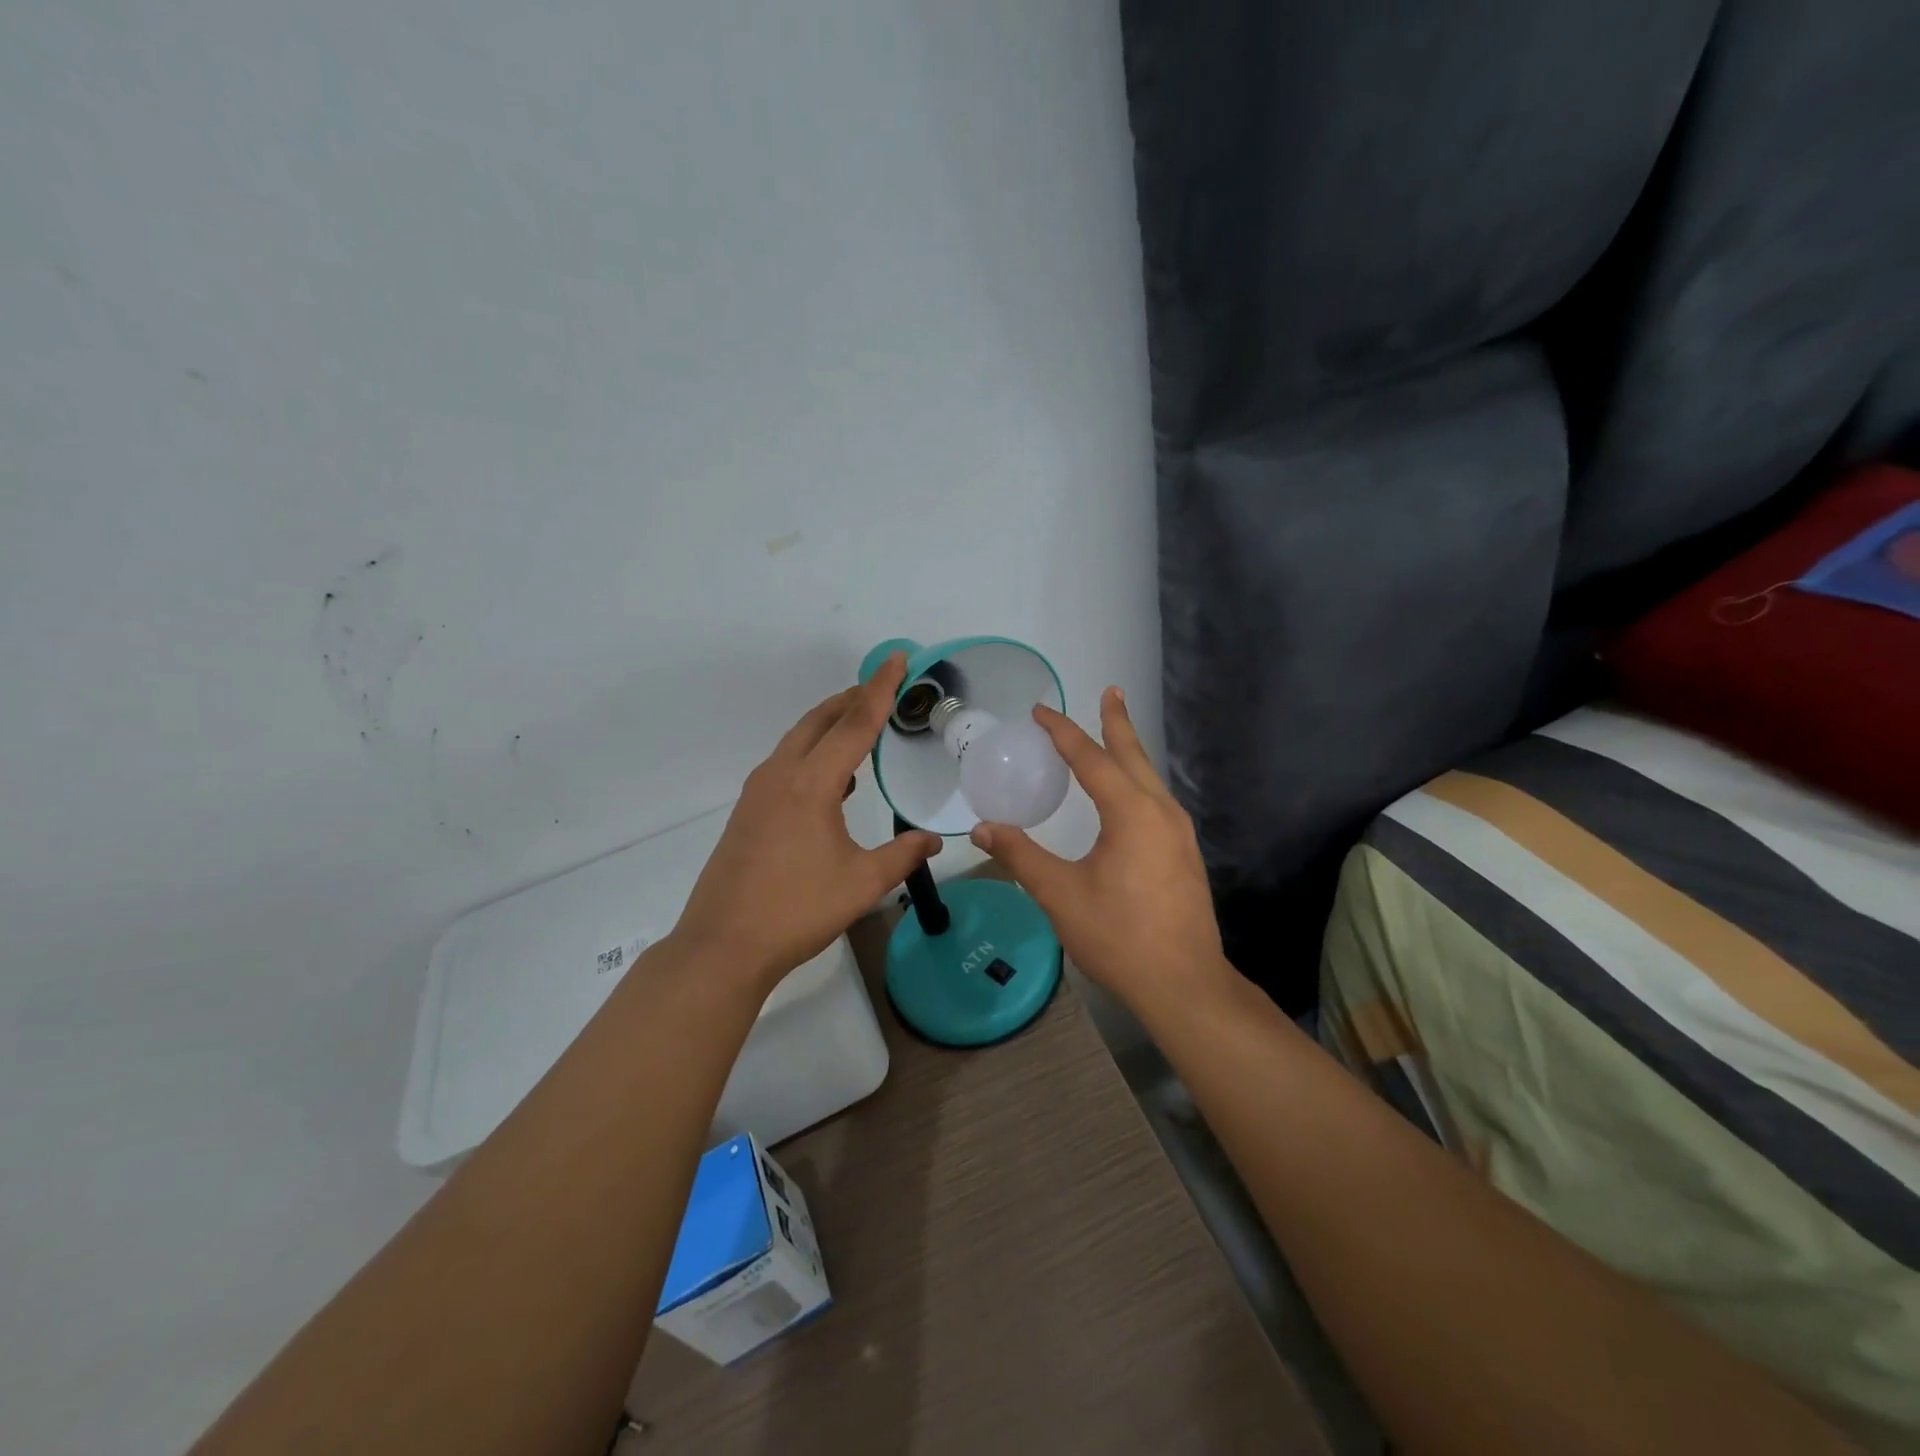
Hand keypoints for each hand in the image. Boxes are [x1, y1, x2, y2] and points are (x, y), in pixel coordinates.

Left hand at [672, 653, 941, 989]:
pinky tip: (832, 778)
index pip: (854, 724)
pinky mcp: (748, 811)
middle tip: (883, 686)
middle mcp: (780, 775)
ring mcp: (758, 792)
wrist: (723, 945)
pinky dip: (812, 752)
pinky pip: (785, 763)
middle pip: (819, 720)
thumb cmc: (797, 911)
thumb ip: (903, 855)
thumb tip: (934, 840)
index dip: (880, 689)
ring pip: (798, 740)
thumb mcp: (863, 884)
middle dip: (852, 698)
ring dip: (829, 724)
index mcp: (811, 784)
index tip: (896, 658)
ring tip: (860, 724)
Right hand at [968, 687, 1232, 1020]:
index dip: (1064, 732)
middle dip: (1117, 722)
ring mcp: (1179, 833)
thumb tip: (982, 829)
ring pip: (1150, 778)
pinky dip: (1137, 780)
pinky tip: (1129, 793)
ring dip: (1129, 751)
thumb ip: (1021, 856)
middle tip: (1110, 691)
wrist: (1184, 983)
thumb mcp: (1060, 894)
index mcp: (1131, 813)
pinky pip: (1157, 799)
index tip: (1041, 712)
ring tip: (1115, 733)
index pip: (1092, 758)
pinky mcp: (1184, 853)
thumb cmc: (1119, 936)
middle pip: (1133, 755)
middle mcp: (1161, 811)